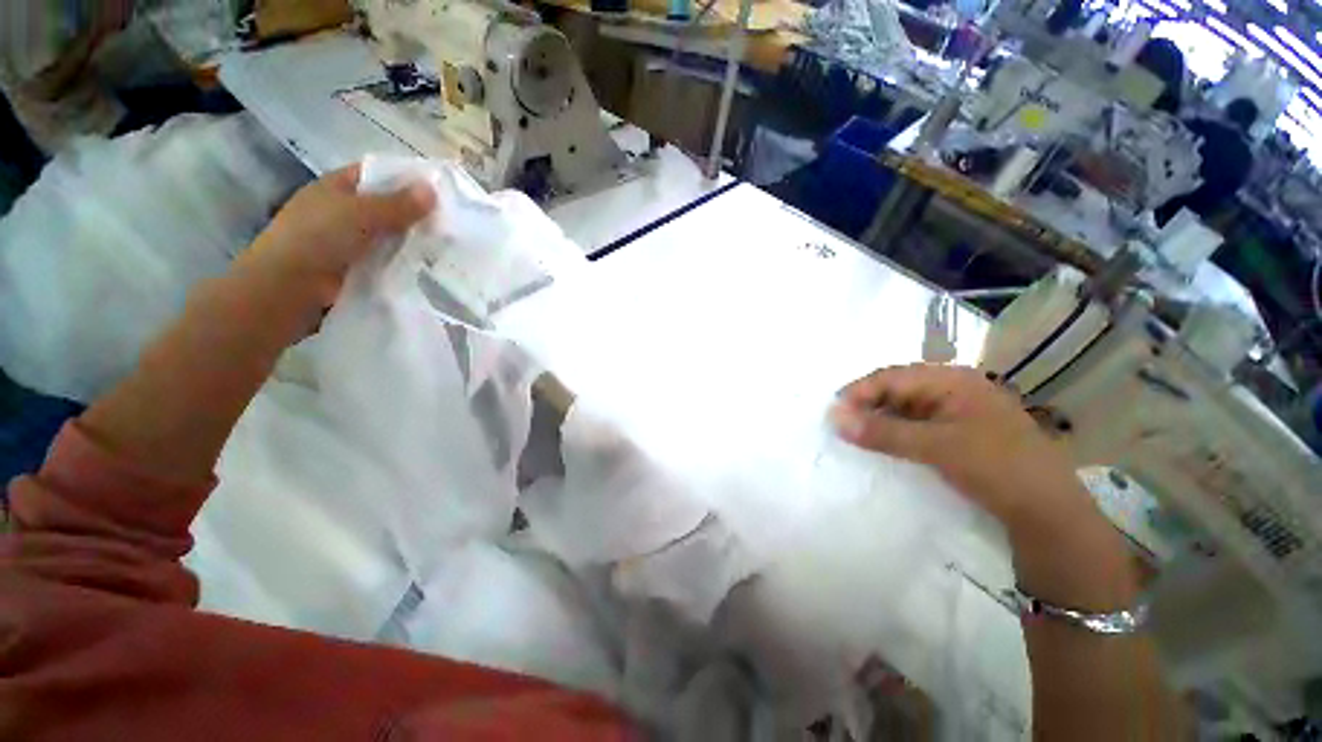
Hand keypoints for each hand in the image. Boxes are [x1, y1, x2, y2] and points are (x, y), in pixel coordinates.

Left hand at [241, 165, 435, 311]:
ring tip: (448, 246)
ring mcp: (347, 241)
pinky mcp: (355, 268)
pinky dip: (405, 263)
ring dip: (412, 242)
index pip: (374, 174)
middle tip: (451, 222)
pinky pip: (387, 261)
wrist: (290, 286)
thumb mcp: (362, 213)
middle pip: (385, 207)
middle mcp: (340, 211)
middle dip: (414, 214)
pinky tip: (430, 267)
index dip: (403, 178)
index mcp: (335, 186)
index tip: (438, 190)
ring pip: (388, 236)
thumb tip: (433, 189)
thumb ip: (398, 204)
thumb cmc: (319, 237)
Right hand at [831, 364, 1089, 532]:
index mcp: (952, 380)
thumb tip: (833, 418)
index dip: (858, 393)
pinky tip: (882, 447)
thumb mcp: (937, 447)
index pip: (891, 377)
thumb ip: (882, 431)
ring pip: (903, 409)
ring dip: (878, 421)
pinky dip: (894, 434)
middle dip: (866, 406)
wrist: (1051, 517)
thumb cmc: (998, 469)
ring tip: (855, 438)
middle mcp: (952, 389)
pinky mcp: (956, 434)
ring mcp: (956, 412)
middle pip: (896, 390)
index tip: (832, 415)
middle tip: (840, 427)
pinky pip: (915, 426)